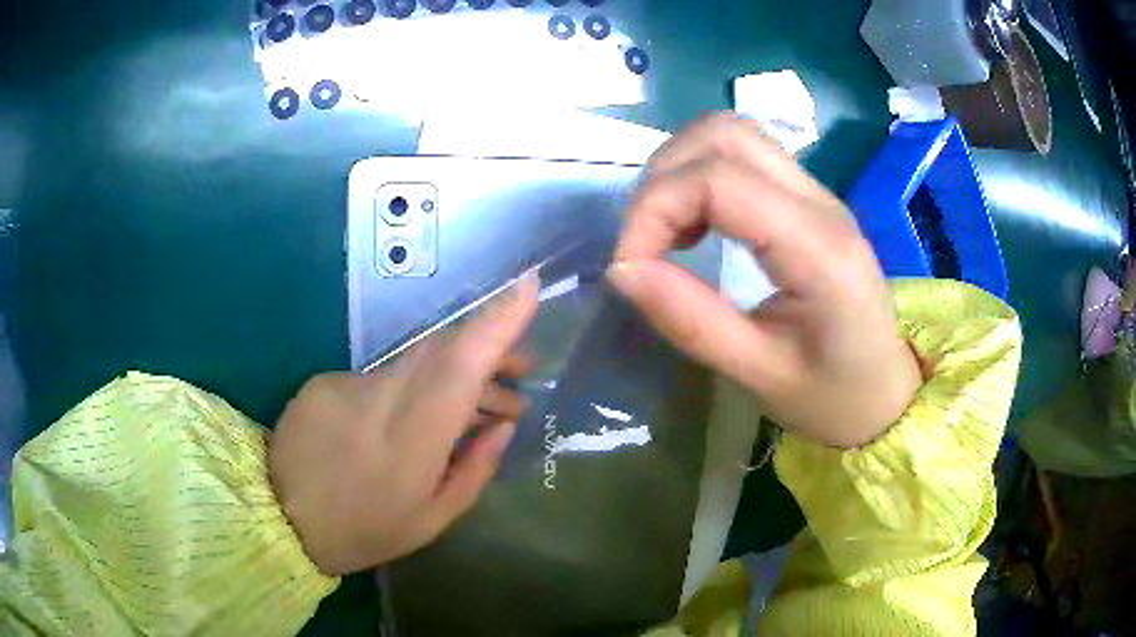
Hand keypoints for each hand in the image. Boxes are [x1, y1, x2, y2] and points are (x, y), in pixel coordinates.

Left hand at [269, 274, 538, 574]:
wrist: (280, 518)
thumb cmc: (365, 531)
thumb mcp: (433, 519)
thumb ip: (475, 468)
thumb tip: (504, 424)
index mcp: (412, 438)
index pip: (460, 364)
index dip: (496, 322)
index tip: (528, 286)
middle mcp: (379, 397)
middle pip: (443, 349)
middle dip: (489, 349)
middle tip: (521, 371)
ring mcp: (346, 383)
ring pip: (414, 361)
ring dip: (452, 373)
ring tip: (478, 406)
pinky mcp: (323, 381)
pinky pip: (381, 376)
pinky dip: (407, 390)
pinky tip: (406, 423)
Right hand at [608, 113, 921, 447]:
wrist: (887, 394)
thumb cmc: (833, 398)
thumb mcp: (759, 375)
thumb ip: (691, 321)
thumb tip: (621, 270)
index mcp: (818, 249)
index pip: (719, 180)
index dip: (654, 209)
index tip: (627, 266)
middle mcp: (821, 201)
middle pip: (724, 133)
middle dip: (663, 177)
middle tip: (645, 242)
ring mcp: (818, 193)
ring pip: (732, 134)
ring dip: (681, 168)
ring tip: (667, 232)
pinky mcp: (809, 199)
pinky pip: (744, 155)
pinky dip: (701, 174)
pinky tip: (695, 224)